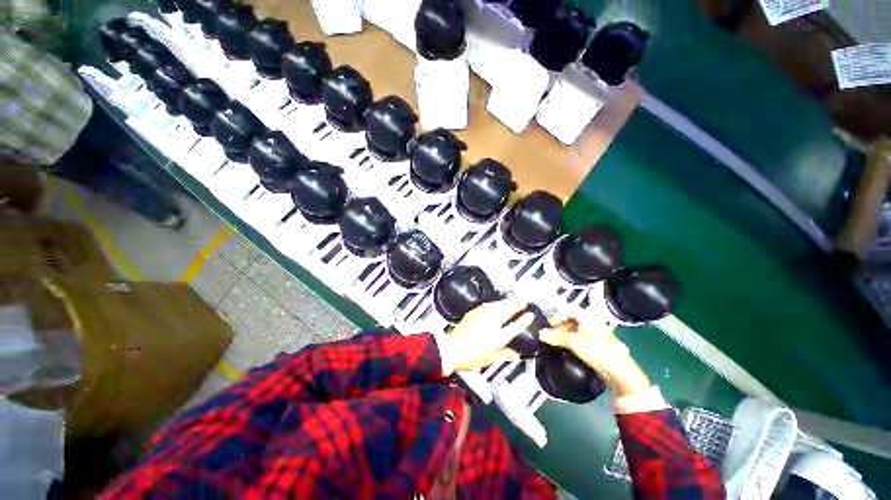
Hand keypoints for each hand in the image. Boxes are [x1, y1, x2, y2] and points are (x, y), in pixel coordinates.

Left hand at [437, 298, 533, 374]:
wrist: (452, 348)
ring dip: (507, 302)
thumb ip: (505, 354)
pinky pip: (490, 304)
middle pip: (507, 308)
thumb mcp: (491, 358)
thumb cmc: (472, 356)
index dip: (524, 319)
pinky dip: (496, 304)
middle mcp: (492, 320)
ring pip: (498, 304)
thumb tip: (516, 355)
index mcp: (499, 335)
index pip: (515, 325)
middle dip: (516, 303)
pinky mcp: (474, 311)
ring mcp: (482, 313)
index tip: (530, 314)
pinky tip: (497, 305)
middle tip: (523, 301)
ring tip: (513, 300)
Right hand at [539, 310, 650, 396]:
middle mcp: (593, 319)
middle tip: (553, 334)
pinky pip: (582, 335)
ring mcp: (597, 330)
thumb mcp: (573, 342)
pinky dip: (574, 338)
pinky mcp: (599, 341)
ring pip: (577, 327)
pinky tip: (570, 347)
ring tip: (560, 342)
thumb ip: (556, 337)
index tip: (549, 324)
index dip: (556, 315)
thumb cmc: (596, 350)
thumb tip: (540, 333)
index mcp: (588, 315)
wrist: (619, 370)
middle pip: (572, 317)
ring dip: (567, 333)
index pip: (567, 309)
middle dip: (561, 325)